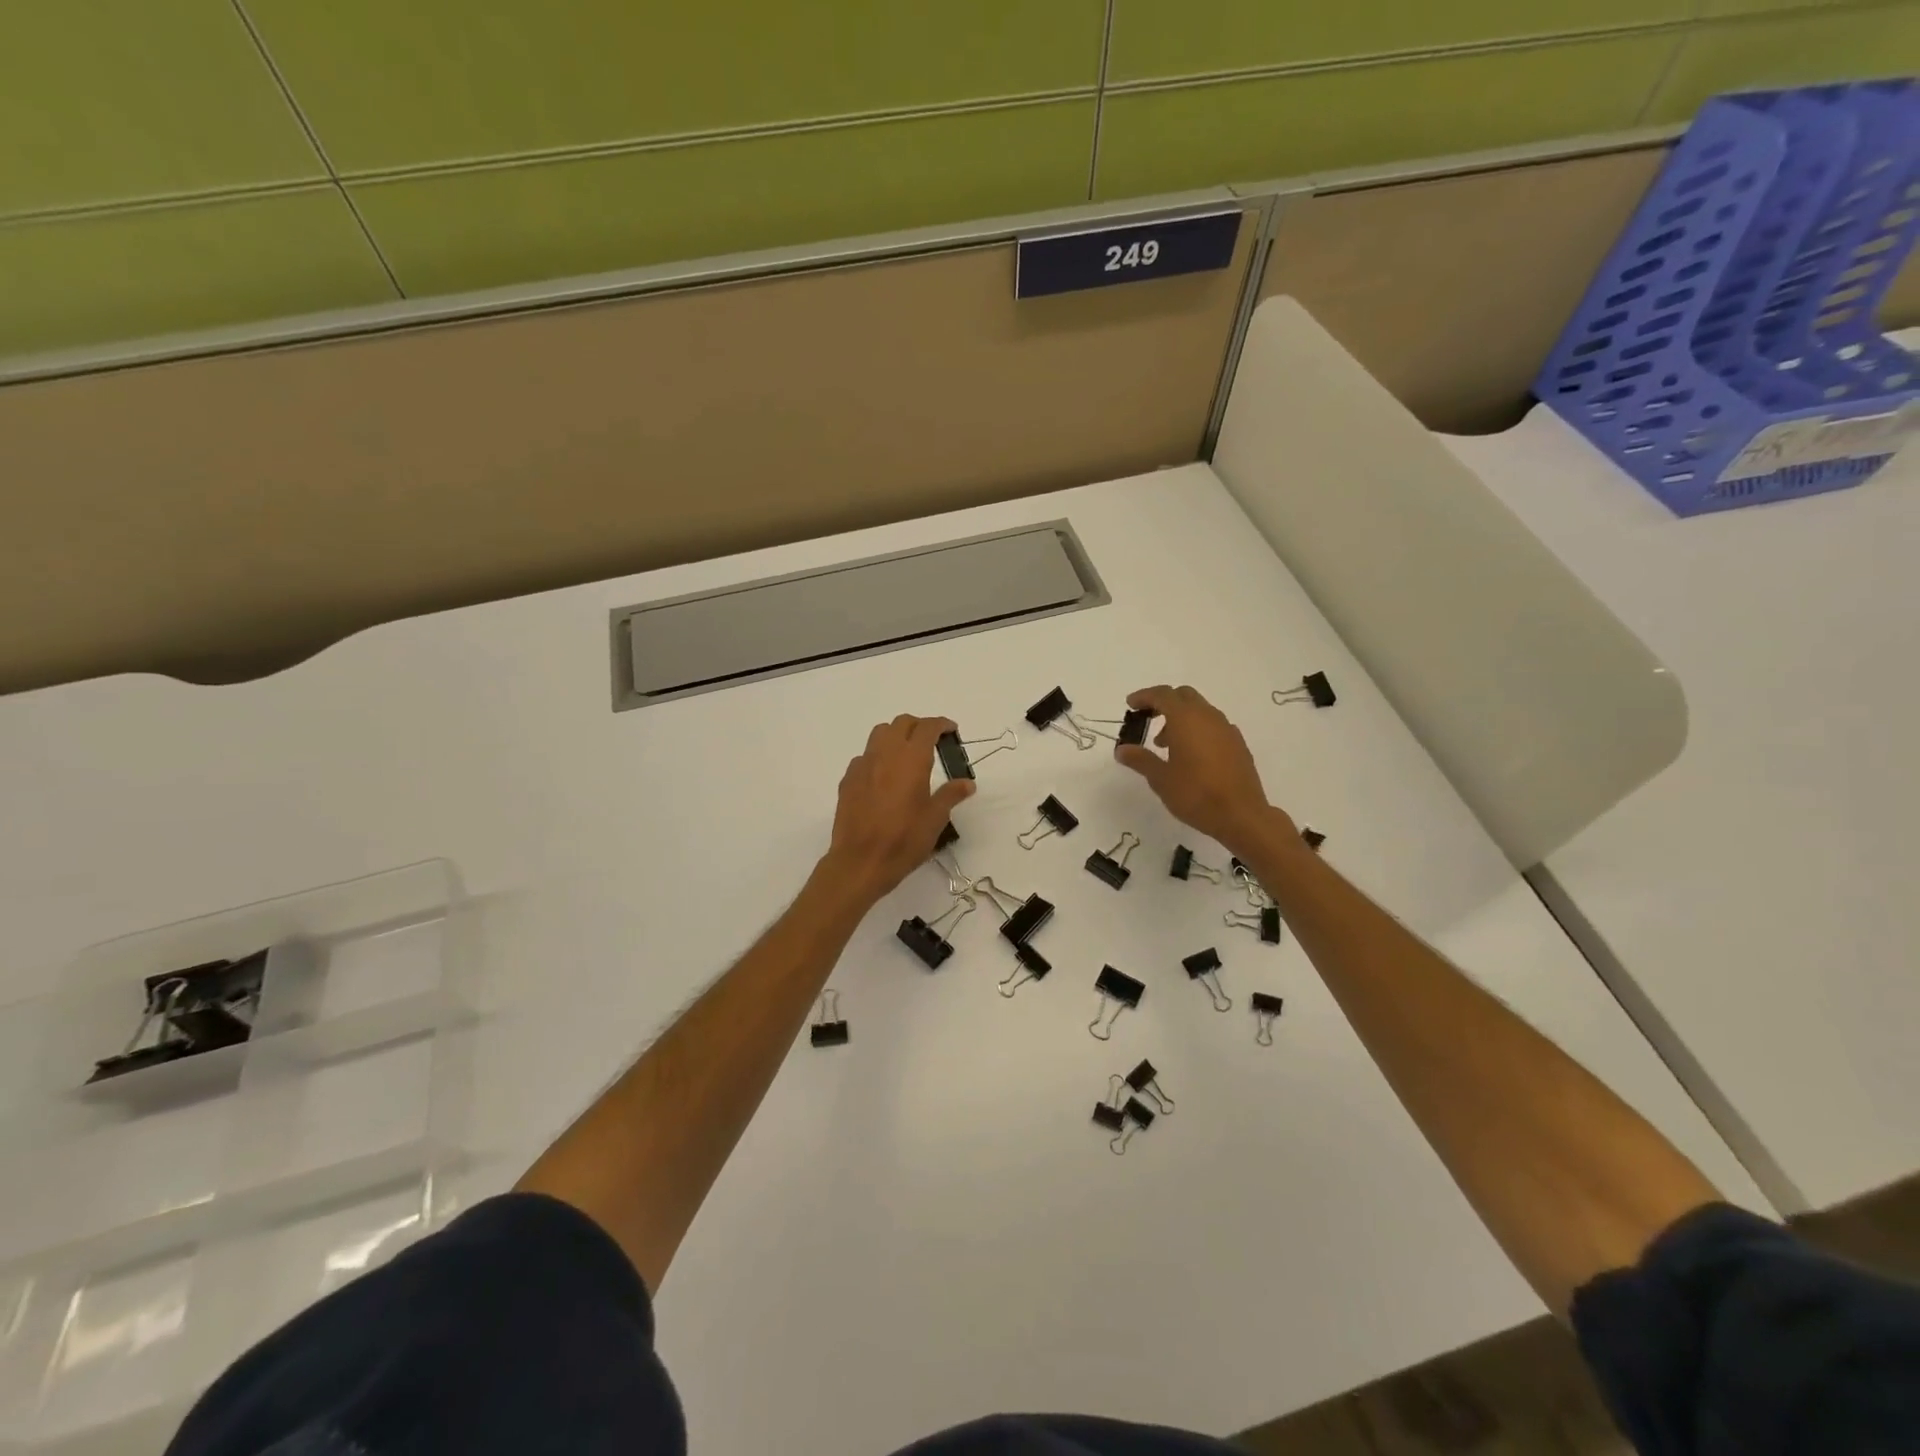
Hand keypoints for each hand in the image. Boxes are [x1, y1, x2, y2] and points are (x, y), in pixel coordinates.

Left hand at [820, 715, 974, 905]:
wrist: (860, 862)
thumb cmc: (904, 840)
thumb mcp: (935, 819)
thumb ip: (951, 795)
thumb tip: (967, 783)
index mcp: (911, 759)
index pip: (927, 727)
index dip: (941, 724)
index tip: (951, 731)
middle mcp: (885, 754)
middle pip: (901, 723)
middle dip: (919, 726)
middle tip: (932, 741)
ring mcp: (862, 765)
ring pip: (879, 734)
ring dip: (896, 736)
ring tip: (907, 755)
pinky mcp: (847, 780)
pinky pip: (864, 757)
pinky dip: (878, 757)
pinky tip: (883, 778)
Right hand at [1114, 685, 1293, 857]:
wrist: (1241, 815)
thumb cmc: (1195, 794)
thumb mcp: (1160, 778)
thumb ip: (1140, 759)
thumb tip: (1122, 750)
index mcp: (1186, 719)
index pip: (1163, 695)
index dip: (1144, 696)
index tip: (1130, 705)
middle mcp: (1208, 717)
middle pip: (1184, 696)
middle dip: (1163, 702)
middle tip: (1147, 719)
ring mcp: (1227, 729)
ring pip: (1200, 710)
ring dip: (1180, 718)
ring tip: (1165, 744)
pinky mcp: (1238, 744)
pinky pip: (1213, 726)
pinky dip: (1197, 729)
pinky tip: (1191, 755)